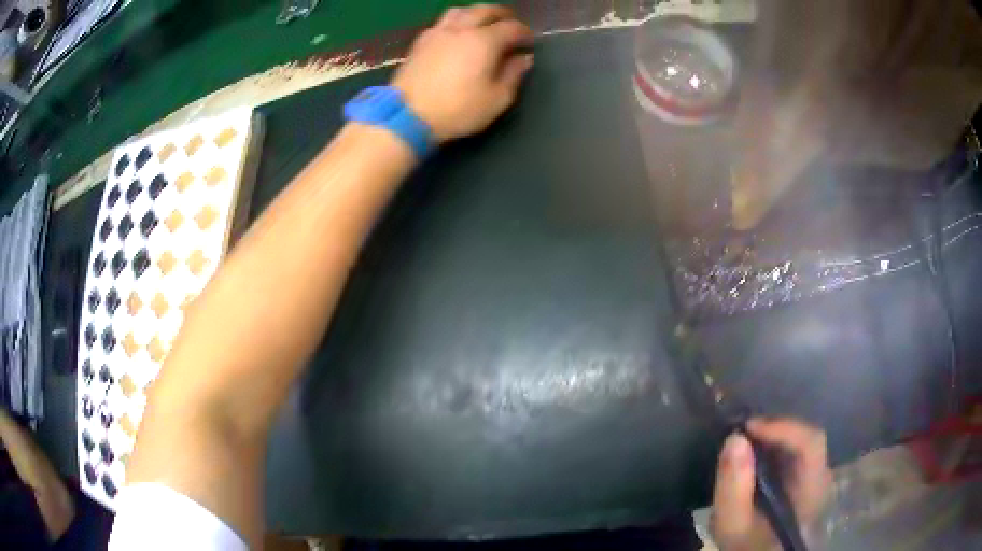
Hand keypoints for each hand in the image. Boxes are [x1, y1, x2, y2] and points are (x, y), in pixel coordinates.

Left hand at [392, 4, 533, 142]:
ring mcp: (437, 33)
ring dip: (476, 13)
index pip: (511, 27)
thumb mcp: (497, 99)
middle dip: (502, 14)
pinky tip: (456, 34)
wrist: (407, 115)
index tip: (529, 42)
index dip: (524, 33)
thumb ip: (513, 75)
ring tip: (482, 23)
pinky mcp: (420, 42)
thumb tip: (523, 59)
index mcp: (484, 40)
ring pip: (460, 11)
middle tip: (510, 23)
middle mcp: (461, 29)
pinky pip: (441, 22)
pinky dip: (455, 22)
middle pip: (485, 10)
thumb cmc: (457, 109)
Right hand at [711, 418, 832, 550]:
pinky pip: (797, 452)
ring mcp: (817, 478)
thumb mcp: (732, 524)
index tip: (747, 428)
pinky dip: (776, 448)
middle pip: (807, 439)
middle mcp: (822, 477)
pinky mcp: (808, 480)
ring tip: (746, 444)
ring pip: (802, 443)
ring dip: (774, 438)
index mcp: (813, 489)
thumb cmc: (747, 545)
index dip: (782, 427)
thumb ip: (733, 486)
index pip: (811, 443)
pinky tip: (755, 458)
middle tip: (742, 434)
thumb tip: (735, 438)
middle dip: (774, 431)